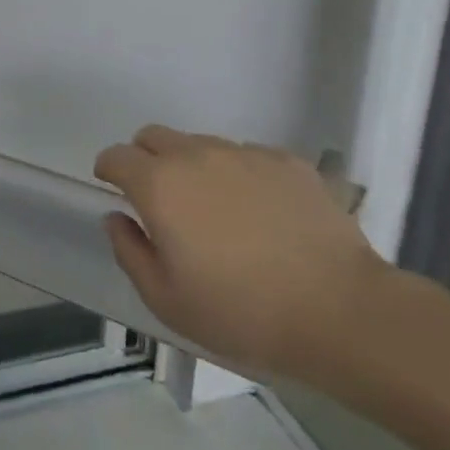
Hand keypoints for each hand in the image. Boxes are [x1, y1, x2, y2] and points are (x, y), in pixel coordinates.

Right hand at [95, 127, 389, 381]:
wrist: (341, 311)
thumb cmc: (241, 312)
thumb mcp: (166, 300)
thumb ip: (129, 251)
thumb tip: (118, 218)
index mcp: (158, 185)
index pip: (116, 156)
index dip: (108, 169)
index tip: (113, 188)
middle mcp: (196, 155)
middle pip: (154, 136)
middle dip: (145, 158)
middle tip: (161, 199)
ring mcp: (244, 154)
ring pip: (201, 144)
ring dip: (193, 166)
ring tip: (217, 211)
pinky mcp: (287, 161)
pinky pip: (247, 156)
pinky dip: (239, 174)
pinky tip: (260, 213)